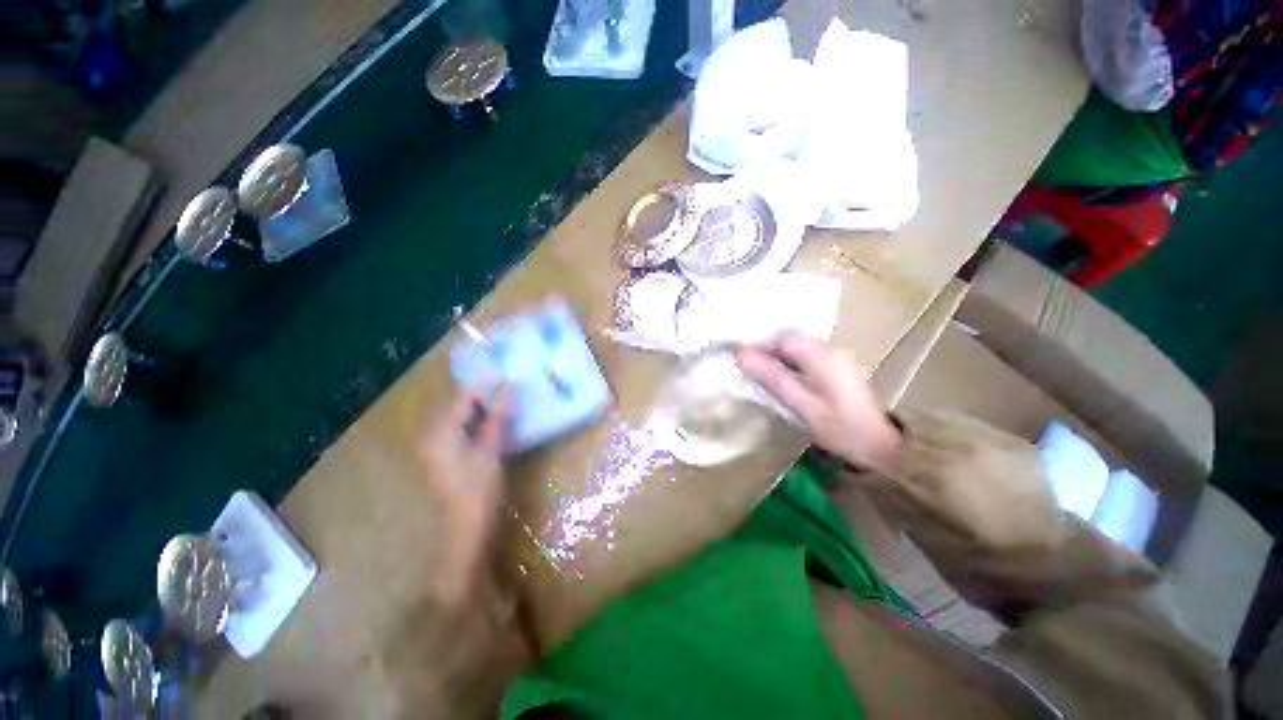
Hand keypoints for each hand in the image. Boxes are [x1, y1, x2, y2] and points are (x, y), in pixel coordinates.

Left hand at [386, 389, 531, 718]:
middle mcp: (431, 434)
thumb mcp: (491, 452)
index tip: (509, 372)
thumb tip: (508, 389)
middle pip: (457, 401)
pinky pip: (459, 425)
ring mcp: (435, 445)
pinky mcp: (443, 454)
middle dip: (483, 389)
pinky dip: (476, 417)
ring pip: (458, 413)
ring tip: (505, 394)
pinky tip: (494, 416)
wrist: (463, 533)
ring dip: (480, 402)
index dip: (487, 383)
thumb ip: (496, 418)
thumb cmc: (478, 493)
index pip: (464, 396)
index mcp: (440, 432)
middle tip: (509, 380)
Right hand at [737, 334, 900, 471]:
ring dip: (779, 359)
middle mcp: (831, 350)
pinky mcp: (840, 370)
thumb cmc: (838, 426)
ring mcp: (838, 359)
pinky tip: (784, 380)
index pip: (783, 339)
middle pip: (792, 342)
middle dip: (767, 351)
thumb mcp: (799, 402)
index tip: (739, 357)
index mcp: (822, 355)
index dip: (759, 345)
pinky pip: (808, 360)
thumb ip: (770, 376)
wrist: (880, 447)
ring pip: (799, 351)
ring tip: (761, 374)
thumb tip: (740, 355)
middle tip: (747, 367)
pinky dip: (792, 366)